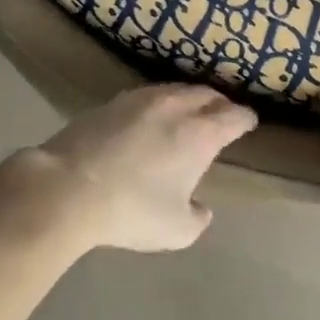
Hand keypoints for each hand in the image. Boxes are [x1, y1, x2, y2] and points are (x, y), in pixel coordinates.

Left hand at [19, 84, 256, 252]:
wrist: (70, 187)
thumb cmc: (131, 210)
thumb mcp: (176, 230)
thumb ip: (197, 218)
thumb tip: (201, 207)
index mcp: (200, 134)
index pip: (233, 117)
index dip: (245, 119)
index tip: (249, 122)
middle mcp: (176, 107)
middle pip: (206, 95)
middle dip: (219, 103)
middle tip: (223, 113)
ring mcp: (143, 99)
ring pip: (176, 89)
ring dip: (190, 98)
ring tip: (190, 110)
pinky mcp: (113, 101)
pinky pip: (149, 94)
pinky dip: (161, 101)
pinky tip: (153, 115)